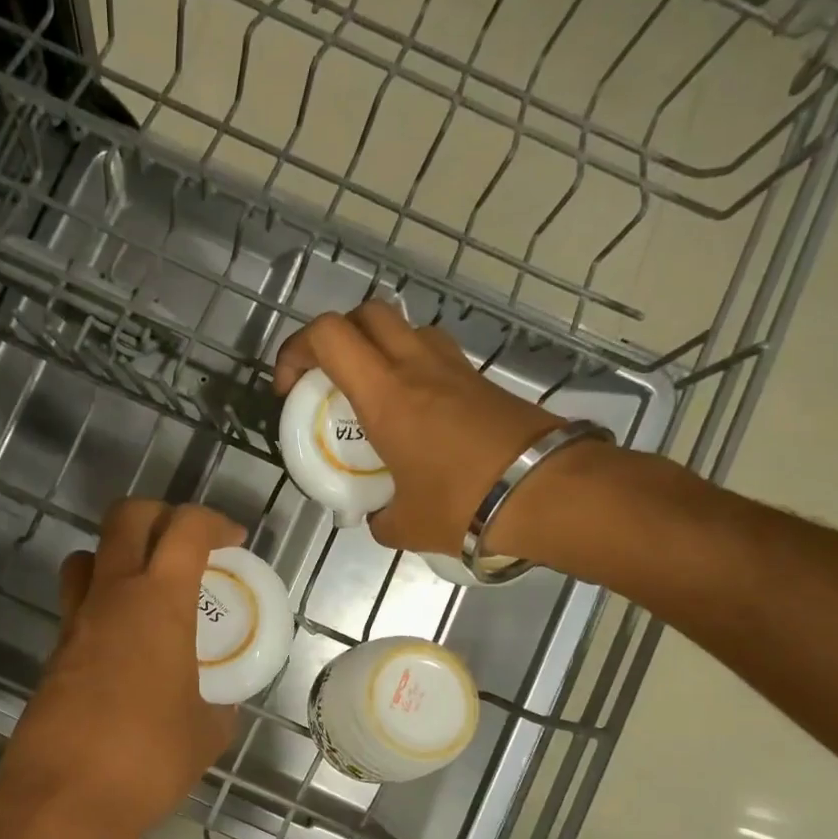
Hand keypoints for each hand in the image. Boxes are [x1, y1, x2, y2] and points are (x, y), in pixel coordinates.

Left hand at [0, 499, 244, 838]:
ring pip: (87, 555)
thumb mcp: (207, 732)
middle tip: (186, 543)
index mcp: (159, 602)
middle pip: (125, 518)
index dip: (214, 522)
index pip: (186, 529)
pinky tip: (125, 644)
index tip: (233, 541)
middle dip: (160, 514)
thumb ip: (219, 704)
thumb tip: (219, 701)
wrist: (64, 800)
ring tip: (148, 586)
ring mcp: (75, 622)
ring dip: (118, 554)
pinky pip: (77, 604)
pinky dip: (103, 602)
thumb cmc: (149, 759)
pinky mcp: (55, 653)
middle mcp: (112, 596)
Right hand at [273, 301, 566, 554]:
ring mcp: (454, 367)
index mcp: (385, 395)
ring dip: (378, 348)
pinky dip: (413, 369)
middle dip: (336, 338)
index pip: (328, 335)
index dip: (296, 349)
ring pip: (404, 328)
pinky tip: (416, 413)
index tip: (290, 390)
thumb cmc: (463, 505)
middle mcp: (416, 366)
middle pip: (365, 314)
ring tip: (373, 394)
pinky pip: (435, 354)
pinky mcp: (481, 380)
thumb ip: (379, 517)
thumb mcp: (404, 525)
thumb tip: (377, 517)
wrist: (547, 492)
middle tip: (329, 380)